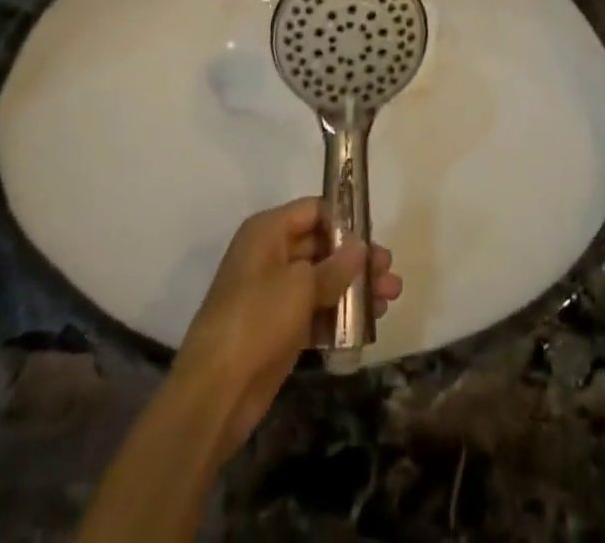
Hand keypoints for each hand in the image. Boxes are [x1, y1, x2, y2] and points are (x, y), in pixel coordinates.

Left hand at [173, 198, 403, 456]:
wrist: (215, 393)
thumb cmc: (256, 320)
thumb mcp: (300, 286)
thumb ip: (335, 267)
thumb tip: (361, 249)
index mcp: (267, 232)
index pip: (313, 211)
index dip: (344, 220)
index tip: (374, 234)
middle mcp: (270, 256)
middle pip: (321, 247)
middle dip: (357, 260)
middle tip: (390, 271)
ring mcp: (273, 295)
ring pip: (321, 282)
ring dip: (354, 289)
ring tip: (389, 300)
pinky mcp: (278, 330)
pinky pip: (315, 313)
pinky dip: (339, 316)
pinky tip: (368, 324)